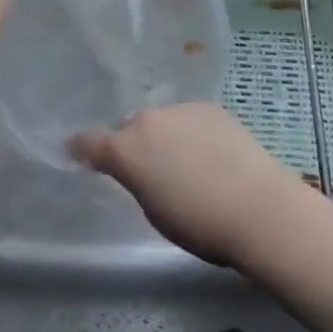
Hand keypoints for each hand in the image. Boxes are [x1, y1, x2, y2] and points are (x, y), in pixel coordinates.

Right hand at [71, 102, 313, 266]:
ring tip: (184, 162)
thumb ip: (137, 182)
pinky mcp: (211, 107)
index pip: (89, 141)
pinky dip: (191, 132)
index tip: (75, 151)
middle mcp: (148, 120)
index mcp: (126, 149)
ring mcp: (181, 109)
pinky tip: (210, 154)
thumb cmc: (199, 224)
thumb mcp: (154, 211)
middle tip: (147, 168)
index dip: (80, 147)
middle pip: (130, 128)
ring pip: (162, 121)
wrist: (257, 207)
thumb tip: (140, 170)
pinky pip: (190, 119)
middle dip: (132, 143)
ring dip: (164, 136)